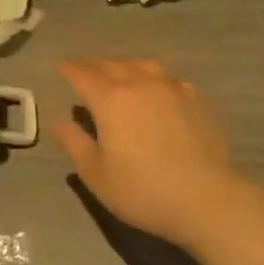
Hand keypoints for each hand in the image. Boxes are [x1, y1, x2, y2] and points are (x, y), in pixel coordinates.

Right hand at [53, 58, 249, 251]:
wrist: (205, 199)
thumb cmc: (142, 190)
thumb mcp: (96, 174)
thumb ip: (74, 143)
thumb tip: (59, 120)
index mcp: (111, 100)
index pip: (83, 75)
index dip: (70, 69)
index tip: (61, 66)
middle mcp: (140, 85)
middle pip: (113, 65)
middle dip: (95, 65)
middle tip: (85, 70)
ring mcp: (171, 89)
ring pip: (143, 66)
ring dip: (126, 66)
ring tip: (120, 74)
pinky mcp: (195, 101)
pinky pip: (169, 80)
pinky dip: (155, 80)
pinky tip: (158, 91)